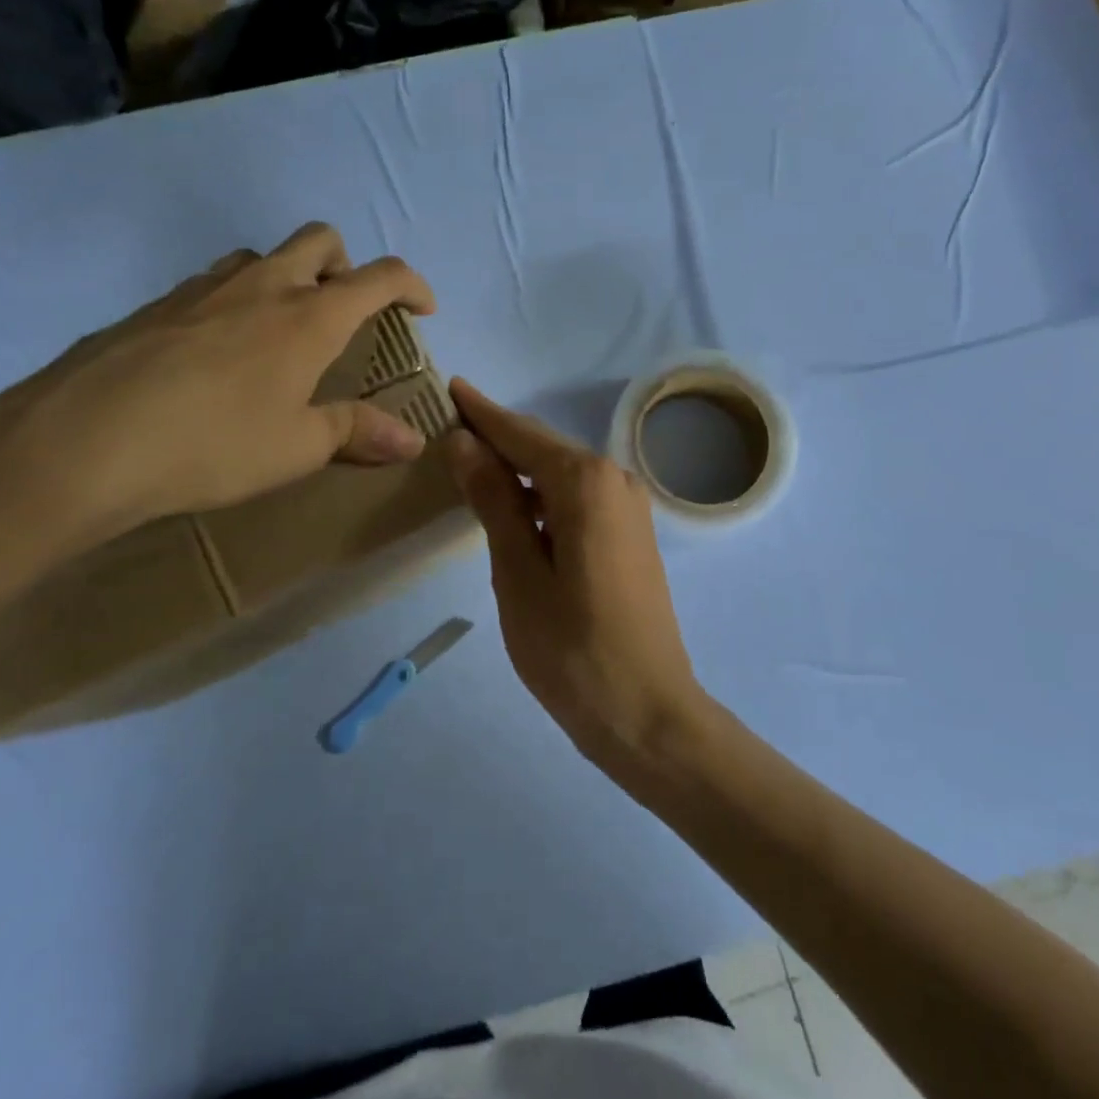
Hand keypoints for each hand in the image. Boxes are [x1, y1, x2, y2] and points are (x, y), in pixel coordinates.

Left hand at [0, 223, 435, 550]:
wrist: (80, 441)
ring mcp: (201, 289)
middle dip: (346, 265)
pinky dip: (234, 303)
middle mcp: (262, 287)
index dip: (412, 285)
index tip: (423, 309)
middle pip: (319, 241)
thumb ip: (357, 433)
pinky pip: (210, 286)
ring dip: (286, 278)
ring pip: (260, 257)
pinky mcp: (152, 306)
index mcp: (309, 317)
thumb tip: (412, 441)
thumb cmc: (213, 444)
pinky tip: (214, 356)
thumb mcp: (296, 447)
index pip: (380, 277)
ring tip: (280, 333)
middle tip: (345, 310)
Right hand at [443, 379, 704, 765]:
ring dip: (520, 469)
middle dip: (499, 437)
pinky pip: (579, 498)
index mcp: (585, 482)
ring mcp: (629, 508)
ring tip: (472, 465)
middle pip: (544, 448)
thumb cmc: (571, 648)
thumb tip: (465, 443)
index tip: (451, 386)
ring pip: (562, 474)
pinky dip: (543, 496)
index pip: (521, 434)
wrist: (647, 712)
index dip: (482, 413)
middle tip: (451, 426)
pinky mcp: (632, 535)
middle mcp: (615, 480)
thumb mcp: (518, 572)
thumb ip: (494, 501)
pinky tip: (516, 510)